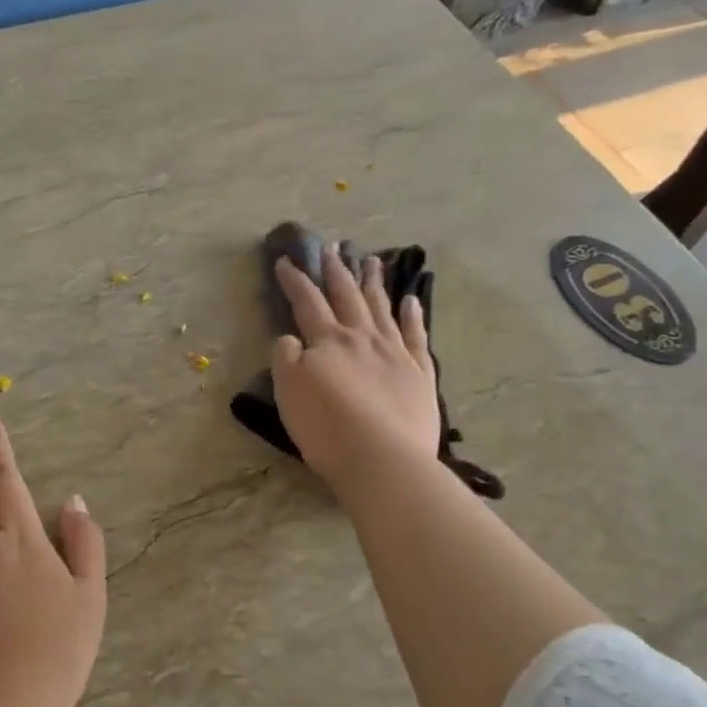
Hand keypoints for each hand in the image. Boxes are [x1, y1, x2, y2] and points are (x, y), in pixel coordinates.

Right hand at [270, 245, 439, 488]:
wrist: (382, 459)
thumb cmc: (327, 428)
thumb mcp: (289, 392)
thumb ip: (286, 358)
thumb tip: (290, 337)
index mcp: (328, 341)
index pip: (307, 302)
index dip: (295, 280)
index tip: (285, 260)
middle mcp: (362, 338)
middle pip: (348, 296)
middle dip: (337, 271)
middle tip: (334, 247)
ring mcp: (395, 353)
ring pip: (382, 308)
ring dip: (374, 282)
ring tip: (371, 260)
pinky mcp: (420, 373)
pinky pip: (416, 336)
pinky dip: (412, 316)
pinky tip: (411, 300)